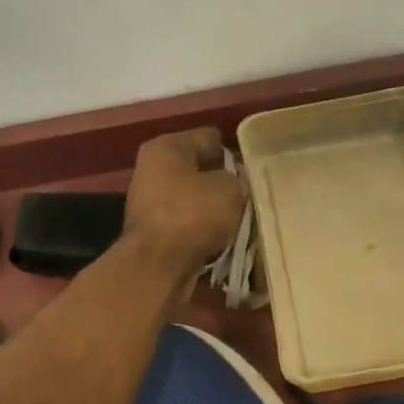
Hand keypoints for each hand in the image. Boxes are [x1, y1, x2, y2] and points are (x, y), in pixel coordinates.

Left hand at [123, 128, 245, 274]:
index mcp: (166, 147)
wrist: (158, 266)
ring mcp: (150, 203)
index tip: (253, 170)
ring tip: (240, 220)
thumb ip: (237, 179)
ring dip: (214, 209)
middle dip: (223, 182)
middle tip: (249, 196)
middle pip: (199, 169)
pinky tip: (223, 239)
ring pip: (194, 199)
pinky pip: (188, 224)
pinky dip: (203, 230)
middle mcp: (152, 170)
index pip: (209, 138)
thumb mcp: (230, 189)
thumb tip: (234, 184)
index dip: (234, 152)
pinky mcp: (153, 232)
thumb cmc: (193, 215)